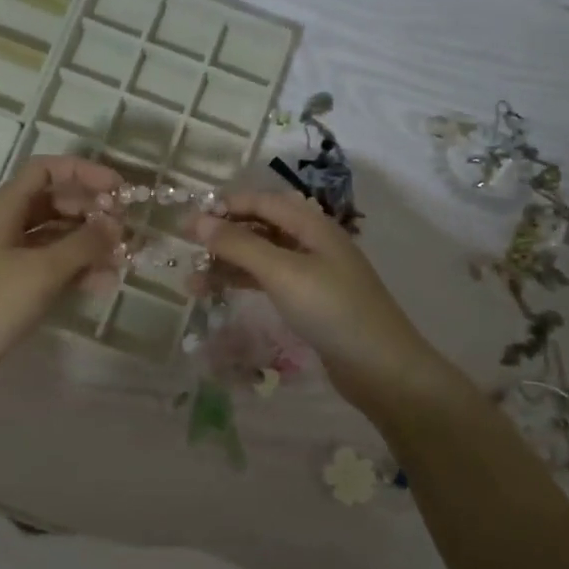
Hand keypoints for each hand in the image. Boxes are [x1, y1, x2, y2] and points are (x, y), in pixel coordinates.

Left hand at [0, 156, 123, 387]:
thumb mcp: (43, 271)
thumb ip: (84, 243)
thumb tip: (116, 224)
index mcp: (1, 208)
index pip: (45, 170)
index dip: (84, 173)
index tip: (120, 189)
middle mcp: (2, 225)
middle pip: (53, 202)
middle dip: (91, 212)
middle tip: (126, 229)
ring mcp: (4, 257)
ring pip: (54, 237)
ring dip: (88, 244)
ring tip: (122, 261)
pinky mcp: (9, 285)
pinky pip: (48, 265)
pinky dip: (74, 269)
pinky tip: (102, 284)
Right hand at [192, 191, 450, 416]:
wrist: (381, 367)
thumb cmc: (332, 310)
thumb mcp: (282, 272)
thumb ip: (239, 245)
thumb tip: (198, 221)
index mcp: (312, 225)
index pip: (262, 201)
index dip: (225, 206)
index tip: (188, 222)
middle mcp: (313, 242)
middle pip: (261, 228)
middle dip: (223, 236)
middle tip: (186, 251)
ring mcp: (314, 273)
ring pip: (262, 258)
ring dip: (229, 265)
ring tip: (192, 283)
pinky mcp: (311, 302)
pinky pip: (271, 282)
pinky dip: (245, 284)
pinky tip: (222, 294)